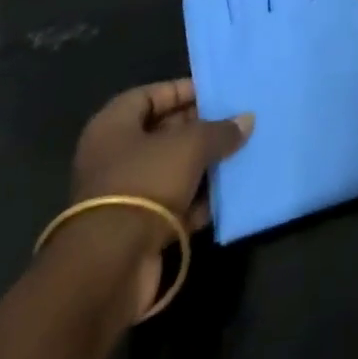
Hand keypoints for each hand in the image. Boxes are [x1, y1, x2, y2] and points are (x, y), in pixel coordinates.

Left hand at [63, 79, 251, 321]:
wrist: (110, 267)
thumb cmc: (145, 184)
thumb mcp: (190, 145)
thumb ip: (220, 131)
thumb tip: (247, 120)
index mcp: (113, 126)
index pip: (152, 95)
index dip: (184, 91)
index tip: (217, 94)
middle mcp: (113, 157)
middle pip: (163, 132)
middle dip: (200, 129)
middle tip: (235, 123)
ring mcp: (124, 196)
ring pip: (171, 170)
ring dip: (203, 166)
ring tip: (239, 154)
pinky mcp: (136, 230)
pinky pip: (173, 205)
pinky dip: (197, 201)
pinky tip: (227, 195)